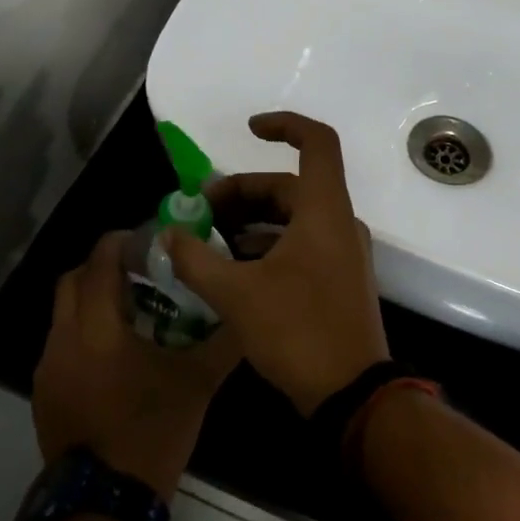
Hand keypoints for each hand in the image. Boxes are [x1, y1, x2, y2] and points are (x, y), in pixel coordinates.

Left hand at [32, 231, 238, 498]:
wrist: (106, 503)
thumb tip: (246, 314)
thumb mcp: (197, 383)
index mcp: (96, 328)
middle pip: (71, 280)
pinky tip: (114, 359)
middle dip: (101, 268)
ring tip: (130, 316)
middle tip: (138, 274)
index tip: (146, 240)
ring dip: (91, 303)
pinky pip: (61, 347)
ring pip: (63, 315)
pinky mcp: (43, 395)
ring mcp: (47, 369)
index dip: (119, 242)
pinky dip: (83, 336)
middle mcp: (63, 339)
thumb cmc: (153, 431)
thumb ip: (223, 343)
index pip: (98, 262)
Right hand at [164, 112, 389, 416]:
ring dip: (251, 221)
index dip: (283, 126)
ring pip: (293, 217)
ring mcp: (343, 252)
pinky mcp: (338, 279)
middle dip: (242, 192)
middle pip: (289, 185)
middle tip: (200, 213)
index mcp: (324, 211)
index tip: (248, 130)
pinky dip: (267, 244)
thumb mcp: (237, 295)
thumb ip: (196, 260)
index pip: (316, 143)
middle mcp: (339, 223)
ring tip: (208, 241)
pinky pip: (301, 243)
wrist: (353, 394)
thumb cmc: (298, 332)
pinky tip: (234, 269)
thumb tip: (167, 235)